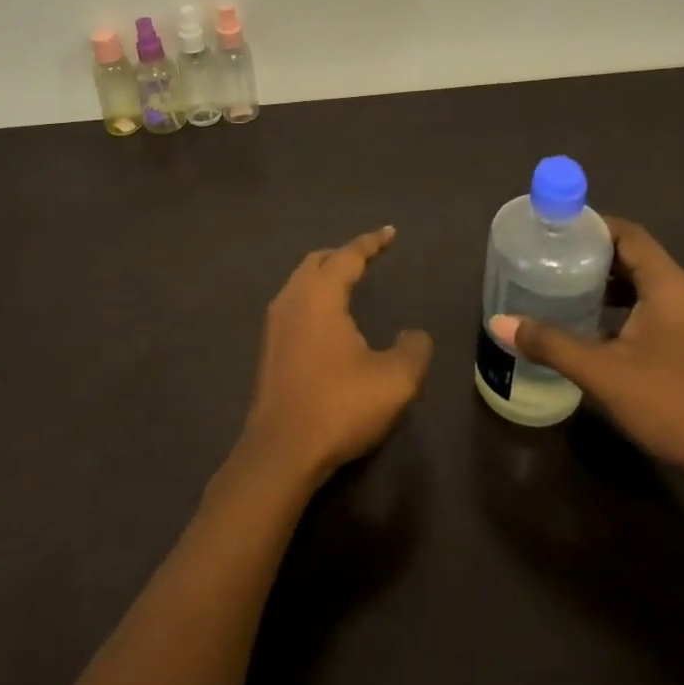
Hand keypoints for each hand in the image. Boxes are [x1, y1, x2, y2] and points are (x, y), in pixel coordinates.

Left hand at [237, 226, 433, 488]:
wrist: (281, 451)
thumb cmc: (339, 406)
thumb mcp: (395, 380)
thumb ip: (413, 349)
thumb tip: (415, 334)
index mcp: (320, 295)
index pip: (348, 256)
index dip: (371, 242)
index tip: (390, 233)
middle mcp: (292, 299)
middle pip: (317, 261)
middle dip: (344, 254)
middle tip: (369, 257)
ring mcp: (275, 324)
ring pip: (301, 282)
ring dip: (325, 276)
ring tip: (350, 283)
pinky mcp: (269, 348)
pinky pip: (294, 304)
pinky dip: (314, 297)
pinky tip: (328, 320)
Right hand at [492, 216, 683, 500]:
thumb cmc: (673, 405)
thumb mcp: (603, 373)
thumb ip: (551, 344)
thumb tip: (500, 322)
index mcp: (670, 285)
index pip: (628, 234)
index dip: (590, 226)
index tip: (552, 230)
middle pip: (634, 255)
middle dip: (591, 254)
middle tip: (548, 258)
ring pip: (644, 282)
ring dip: (606, 282)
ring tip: (562, 287)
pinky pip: (654, 305)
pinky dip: (622, 305)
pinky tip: (592, 324)